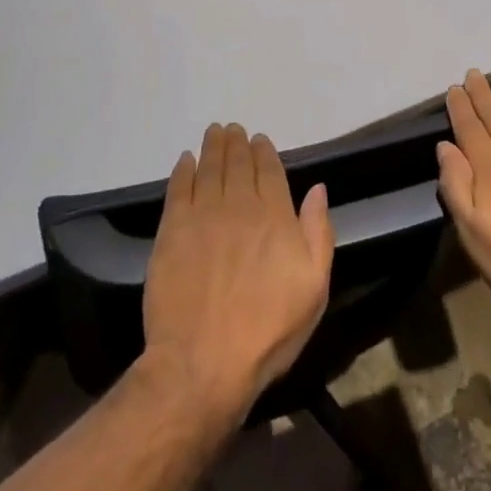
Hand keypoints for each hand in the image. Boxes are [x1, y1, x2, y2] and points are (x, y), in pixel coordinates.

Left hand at [141, 123, 334, 424]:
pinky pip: (178, 188)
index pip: (270, 171)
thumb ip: (318, 233)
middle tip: (233, 128)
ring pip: (209, 168)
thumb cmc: (267, 331)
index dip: (264, 152)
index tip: (259, 139)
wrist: (203, 362)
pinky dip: (183, 170)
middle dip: (237, 143)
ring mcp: (203, 214)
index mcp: (275, 216)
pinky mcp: (172, 230)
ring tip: (213, 132)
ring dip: (212, 147)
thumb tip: (318, 189)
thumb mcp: (314, 288)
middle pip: (238, 163)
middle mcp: (239, 205)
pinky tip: (185, 161)